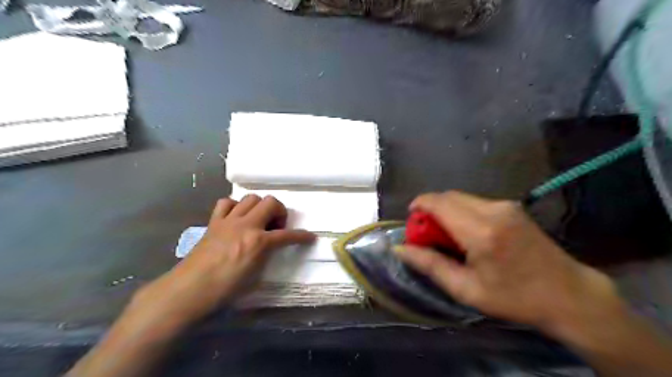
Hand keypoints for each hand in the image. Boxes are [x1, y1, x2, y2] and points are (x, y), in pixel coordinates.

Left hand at [134, 194, 318, 328]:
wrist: (189, 290)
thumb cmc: (225, 290)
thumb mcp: (255, 277)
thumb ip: (267, 257)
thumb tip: (271, 248)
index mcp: (258, 242)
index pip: (287, 235)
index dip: (302, 236)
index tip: (310, 237)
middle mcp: (246, 225)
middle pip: (271, 202)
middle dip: (280, 212)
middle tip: (276, 227)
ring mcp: (228, 221)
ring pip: (251, 198)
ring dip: (260, 207)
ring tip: (259, 221)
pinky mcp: (214, 222)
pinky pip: (226, 203)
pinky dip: (235, 207)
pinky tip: (236, 218)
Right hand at [395, 190, 623, 339]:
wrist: (569, 295)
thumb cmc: (515, 298)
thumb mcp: (466, 289)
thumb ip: (430, 265)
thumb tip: (400, 249)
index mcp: (480, 231)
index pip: (438, 203)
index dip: (419, 205)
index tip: (411, 220)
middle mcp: (493, 210)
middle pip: (448, 197)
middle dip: (431, 210)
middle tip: (428, 235)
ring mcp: (505, 205)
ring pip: (461, 198)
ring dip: (446, 211)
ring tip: (447, 237)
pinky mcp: (512, 207)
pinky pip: (475, 202)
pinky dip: (461, 212)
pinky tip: (467, 234)